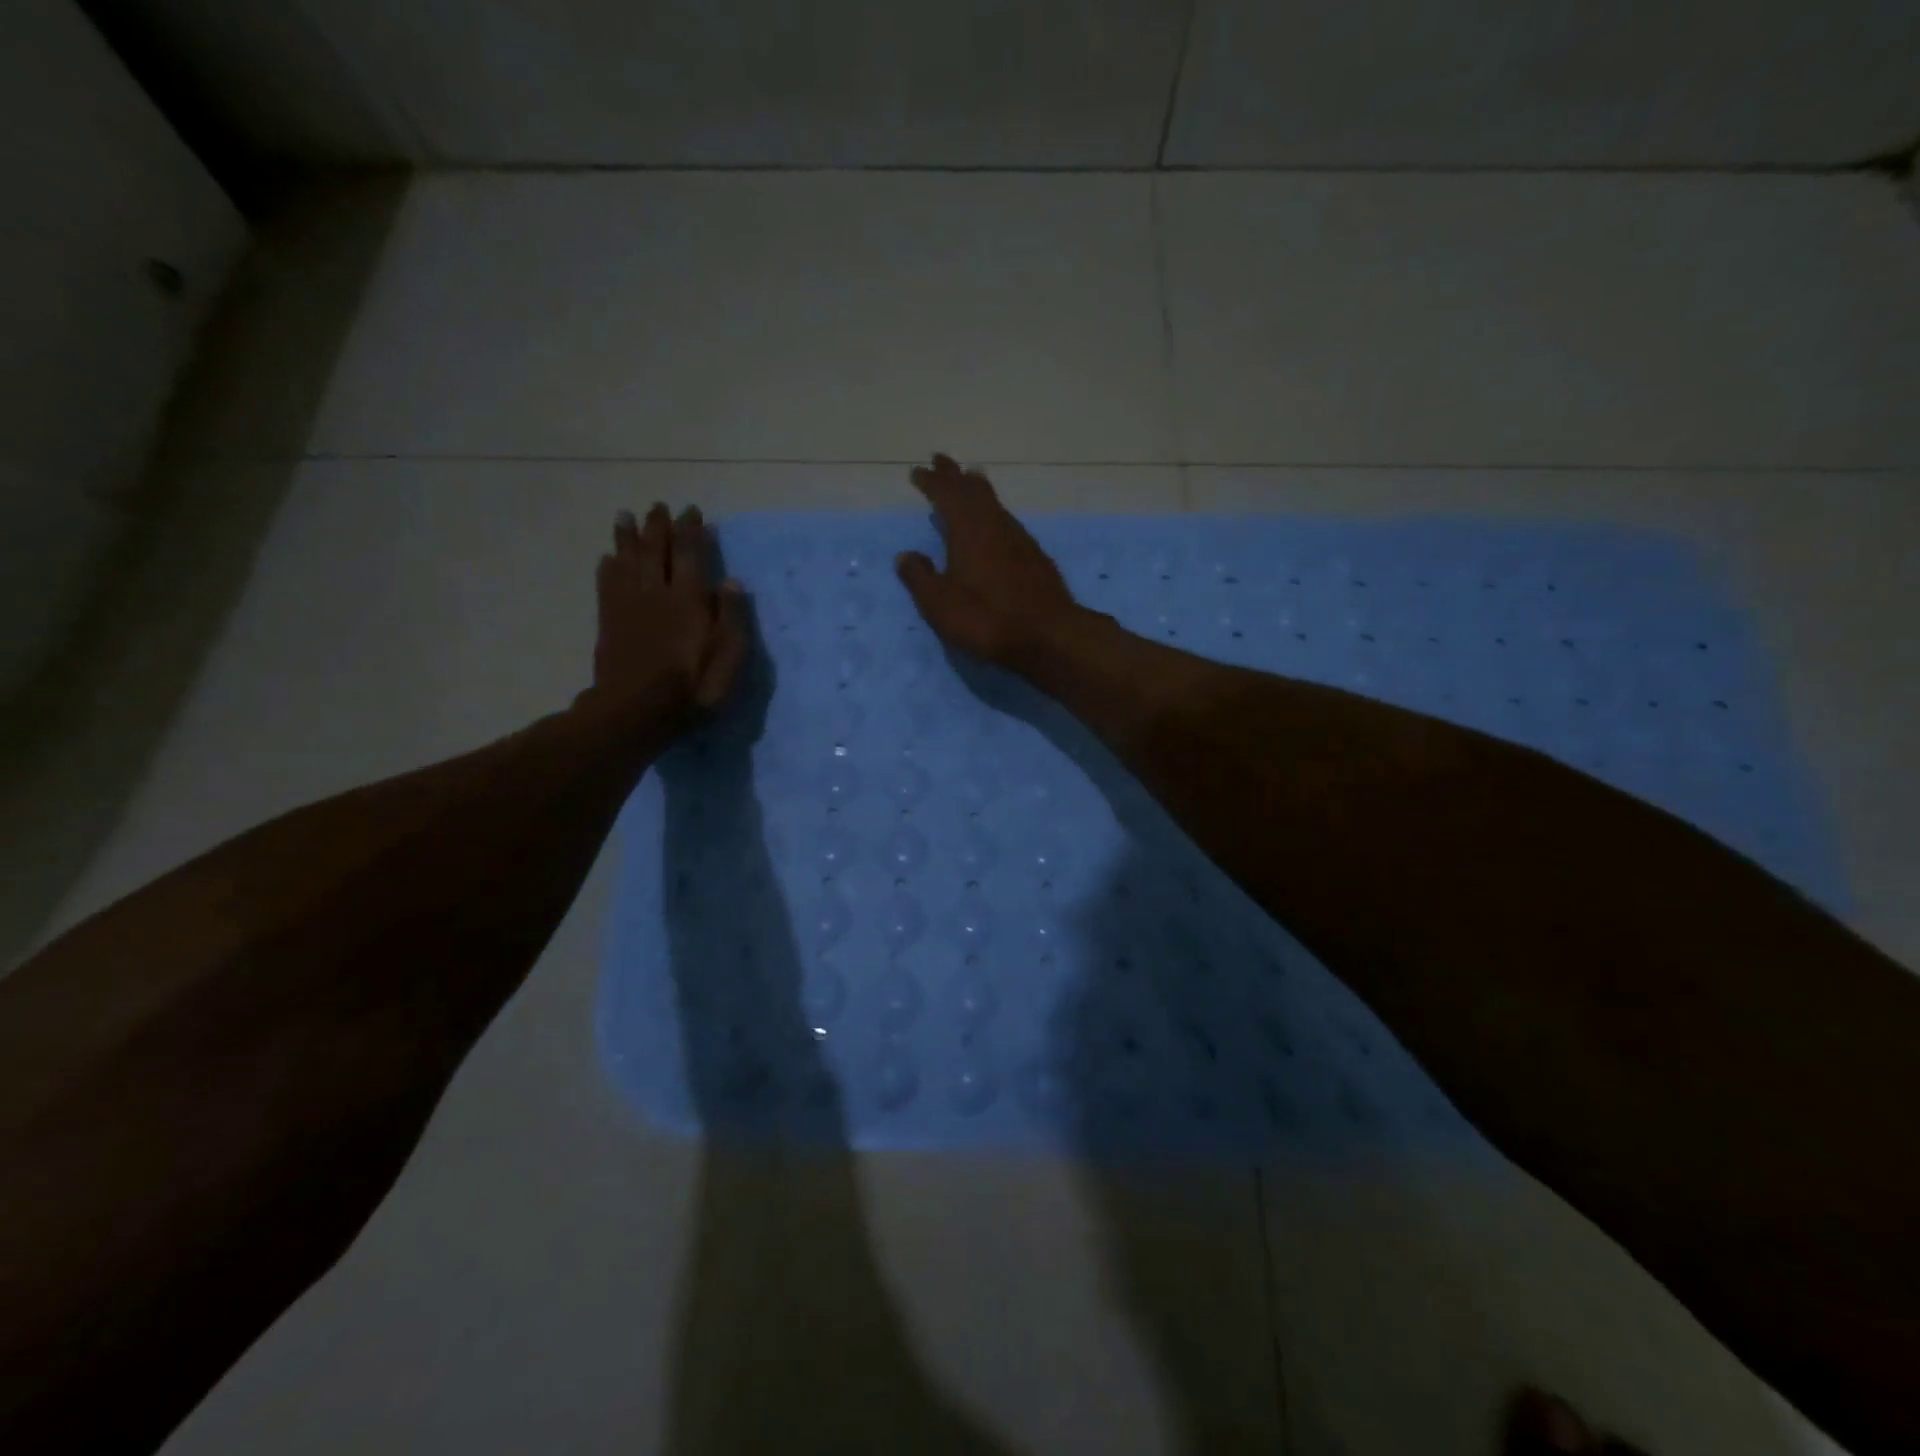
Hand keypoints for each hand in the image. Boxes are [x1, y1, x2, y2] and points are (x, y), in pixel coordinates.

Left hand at [591, 503, 746, 723]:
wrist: (636, 710)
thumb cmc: (692, 687)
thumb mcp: (729, 657)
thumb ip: (732, 617)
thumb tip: (732, 581)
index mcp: (688, 598)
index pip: (689, 553)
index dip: (691, 531)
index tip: (693, 512)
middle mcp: (656, 592)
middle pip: (654, 549)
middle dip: (658, 526)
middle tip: (659, 506)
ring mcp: (628, 605)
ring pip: (626, 560)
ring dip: (627, 536)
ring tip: (625, 516)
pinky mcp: (609, 621)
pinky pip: (607, 584)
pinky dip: (608, 566)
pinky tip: (607, 557)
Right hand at [895, 455, 1079, 667]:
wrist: (1047, 635)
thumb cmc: (986, 619)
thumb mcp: (940, 604)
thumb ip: (920, 577)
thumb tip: (905, 556)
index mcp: (968, 531)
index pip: (946, 495)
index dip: (931, 481)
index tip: (917, 472)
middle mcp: (995, 525)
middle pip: (974, 490)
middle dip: (955, 475)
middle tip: (942, 462)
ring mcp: (1019, 539)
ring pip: (995, 504)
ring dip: (978, 491)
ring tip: (969, 483)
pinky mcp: (1035, 556)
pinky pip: (1008, 522)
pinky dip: (995, 514)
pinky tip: (995, 525)